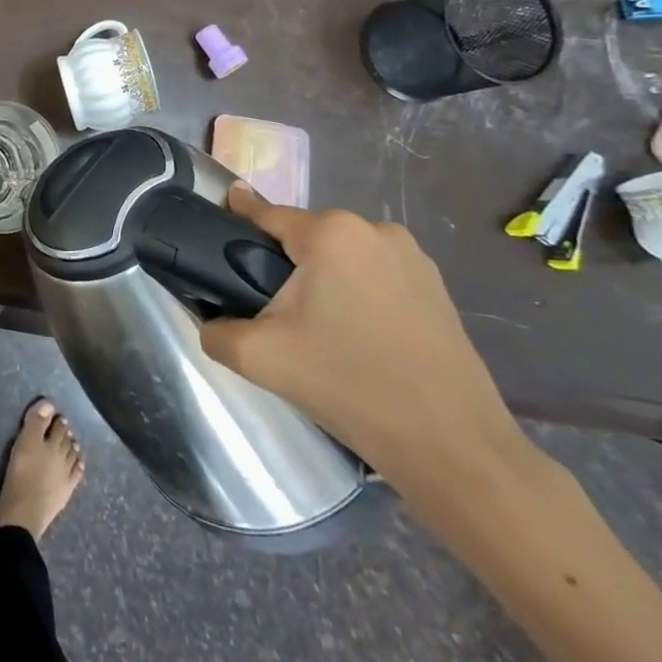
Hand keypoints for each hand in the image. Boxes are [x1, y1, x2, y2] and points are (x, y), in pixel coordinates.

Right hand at [199, 185, 528, 492]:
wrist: (452, 448)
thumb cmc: (349, 385)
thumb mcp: (260, 358)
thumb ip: (216, 330)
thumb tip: (209, 321)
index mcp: (332, 232)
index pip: (265, 213)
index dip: (235, 221)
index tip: (216, 230)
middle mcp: (374, 230)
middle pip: (304, 237)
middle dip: (281, 264)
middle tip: (269, 312)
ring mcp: (413, 258)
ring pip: (341, 257)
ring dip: (321, 280)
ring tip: (314, 330)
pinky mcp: (437, 288)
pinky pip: (375, 276)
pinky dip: (356, 295)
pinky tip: (354, 337)